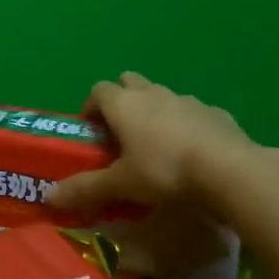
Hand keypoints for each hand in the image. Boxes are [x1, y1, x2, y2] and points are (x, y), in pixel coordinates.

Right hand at [50, 74, 278, 278]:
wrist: (231, 171)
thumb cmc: (164, 172)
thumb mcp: (121, 185)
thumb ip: (85, 189)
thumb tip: (48, 197)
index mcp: (123, 104)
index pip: (97, 90)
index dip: (91, 107)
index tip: (91, 131)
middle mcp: (152, 93)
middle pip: (128, 82)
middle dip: (121, 100)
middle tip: (121, 132)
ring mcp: (187, 100)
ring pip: (161, 96)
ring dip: (154, 111)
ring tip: (157, 145)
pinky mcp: (216, 113)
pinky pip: (193, 112)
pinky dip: (187, 124)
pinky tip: (193, 151)